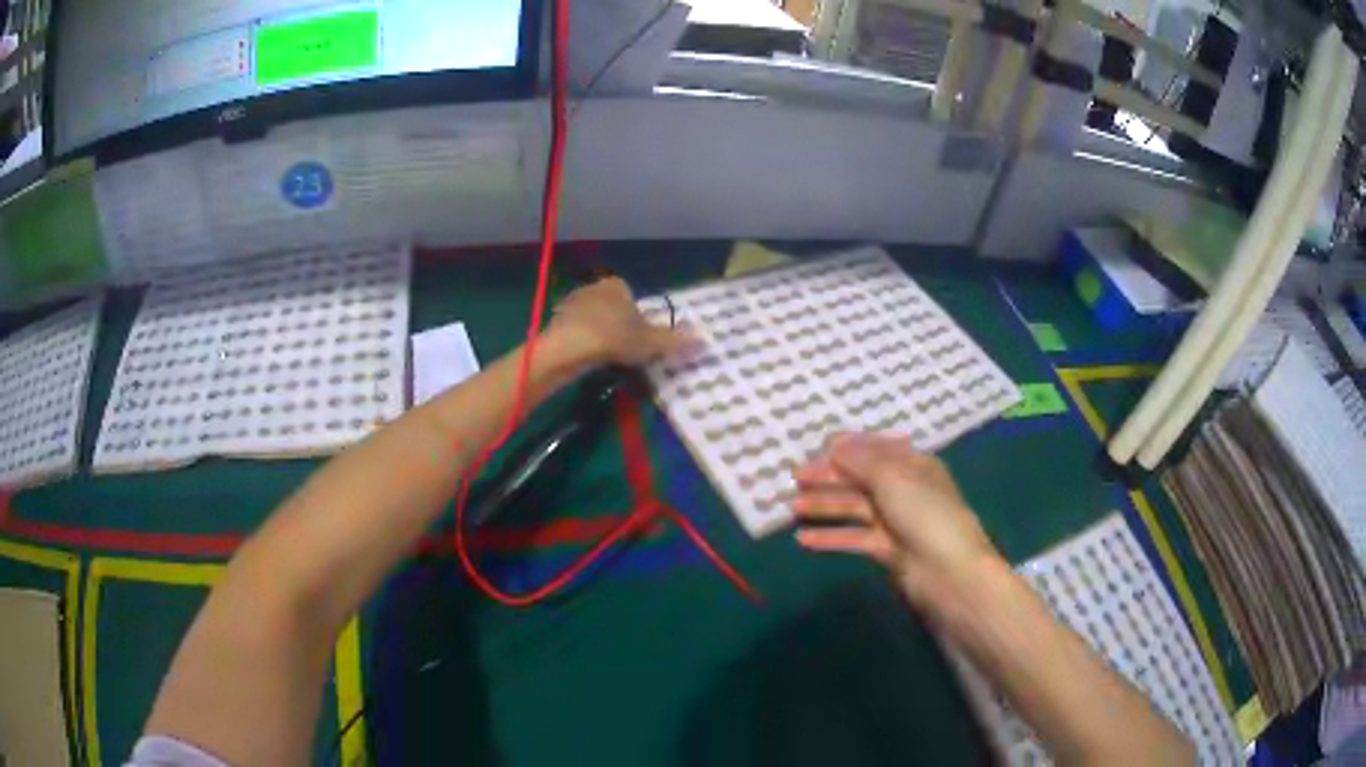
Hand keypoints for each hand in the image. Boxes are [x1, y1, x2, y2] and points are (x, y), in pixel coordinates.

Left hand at [547, 278, 690, 365]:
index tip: (637, 337)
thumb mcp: (651, 342)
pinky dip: (579, 342)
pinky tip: (583, 358)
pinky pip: (573, 330)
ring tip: (602, 356)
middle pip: (609, 306)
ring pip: (589, 317)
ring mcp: (570, 302)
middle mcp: (593, 286)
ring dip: (595, 332)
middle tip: (621, 349)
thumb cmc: (615, 338)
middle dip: (614, 323)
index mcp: (617, 284)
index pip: (630, 295)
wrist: (569, 347)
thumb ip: (675, 341)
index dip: (635, 316)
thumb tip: (704, 341)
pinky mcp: (554, 320)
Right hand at [791, 433, 1001, 607]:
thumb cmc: (924, 514)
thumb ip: (860, 461)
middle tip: (795, 479)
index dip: (846, 448)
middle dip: (829, 477)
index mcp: (913, 465)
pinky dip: (830, 536)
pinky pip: (853, 537)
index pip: (875, 449)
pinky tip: (803, 538)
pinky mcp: (885, 549)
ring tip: (793, 507)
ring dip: (825, 505)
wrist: (947, 572)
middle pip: (860, 478)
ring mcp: (894, 521)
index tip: (815, 449)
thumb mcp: (893, 477)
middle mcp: (903, 489)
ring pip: (854, 508)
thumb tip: (833, 444)